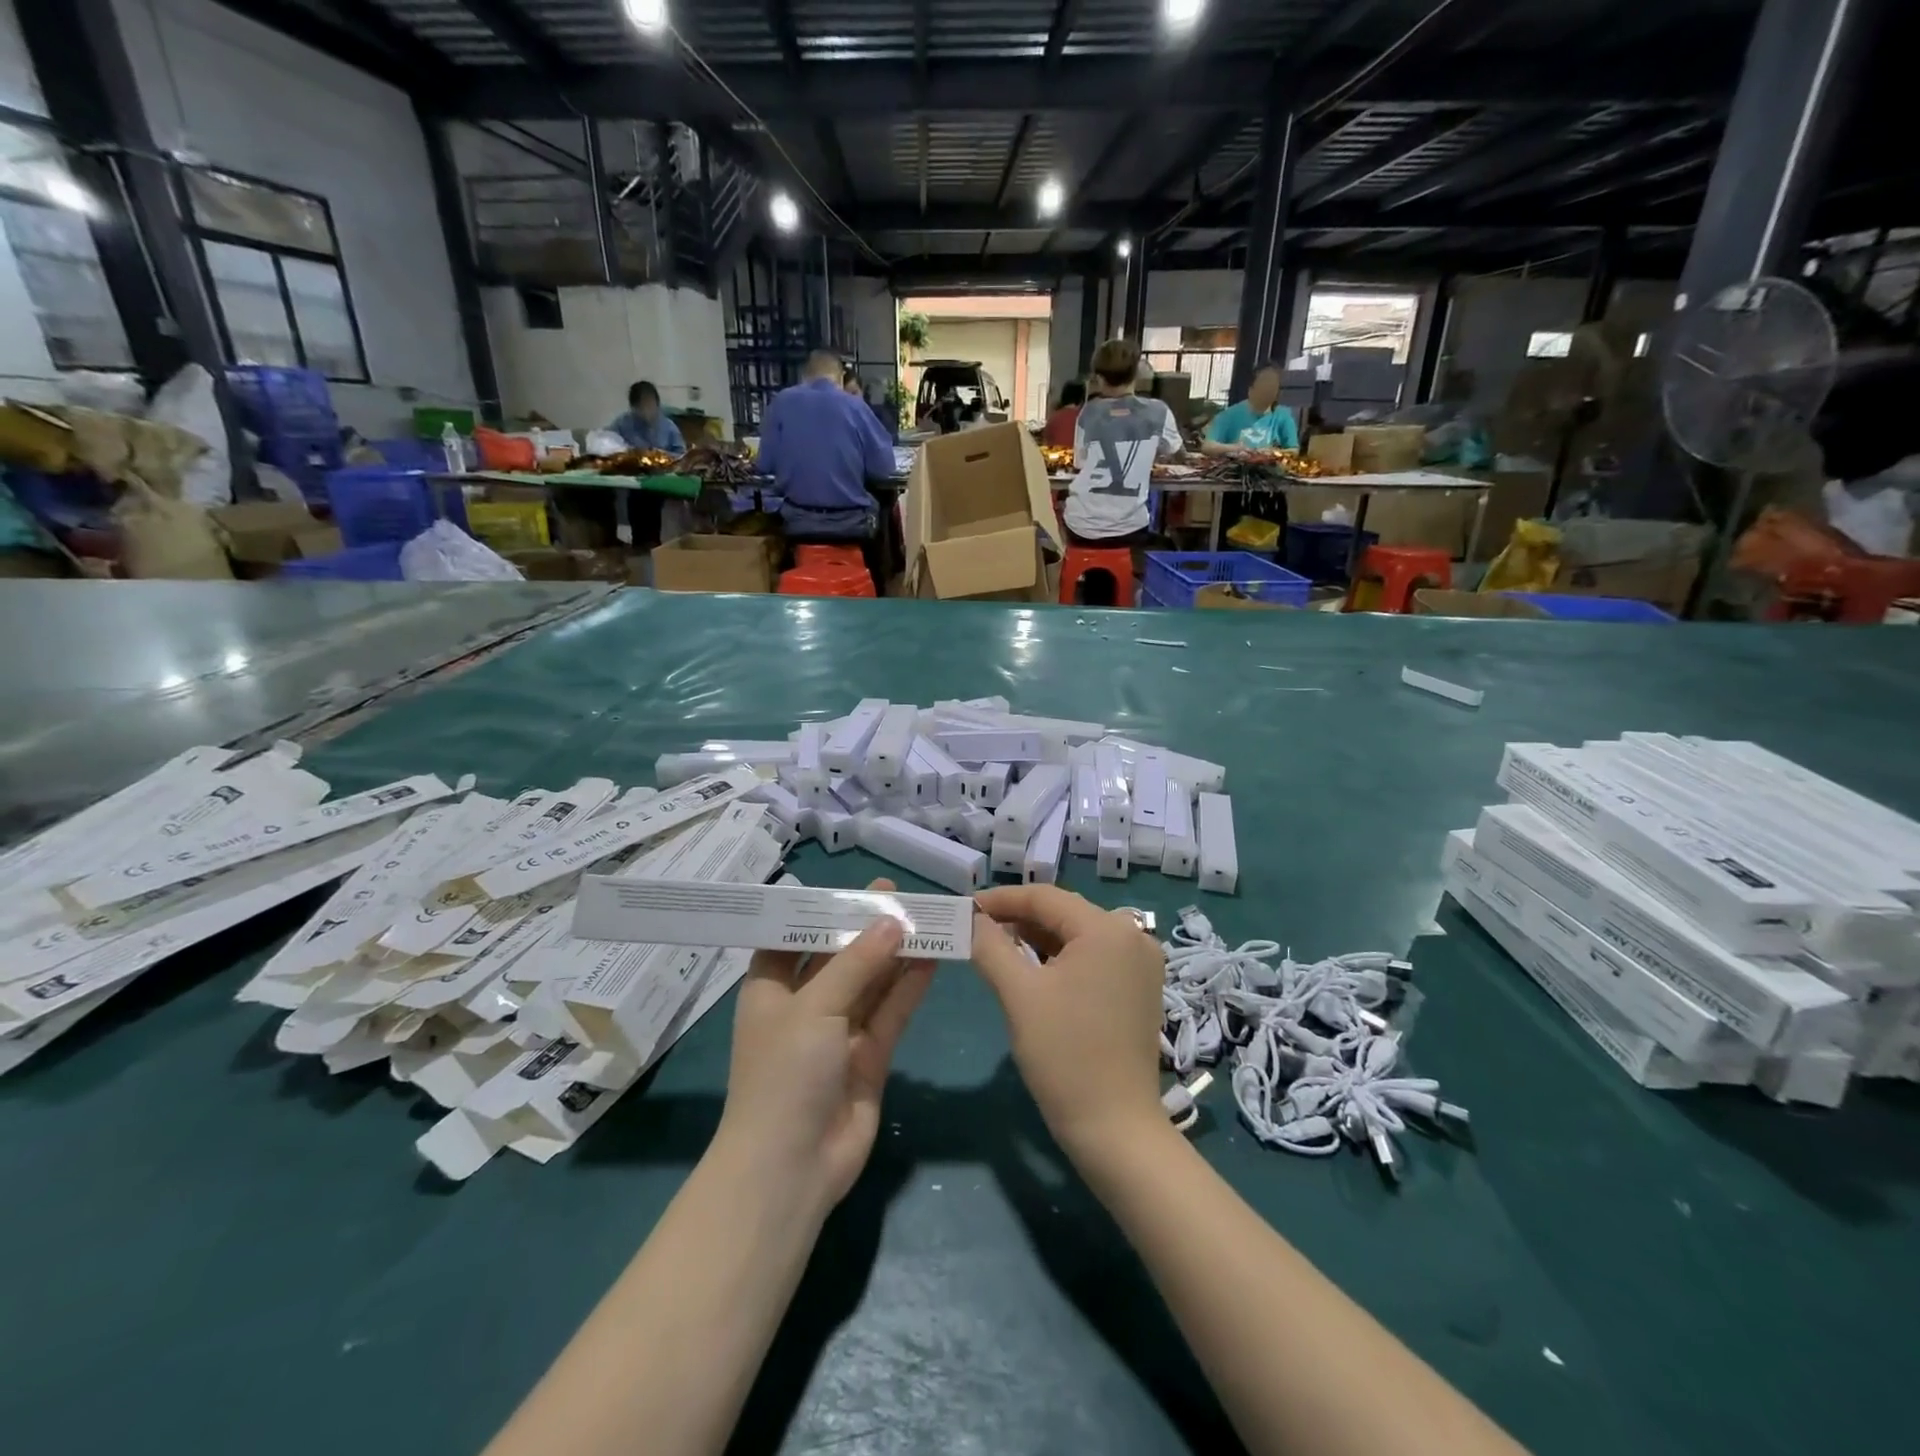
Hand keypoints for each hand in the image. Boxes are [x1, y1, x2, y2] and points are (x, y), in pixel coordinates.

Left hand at [718, 879, 934, 1209]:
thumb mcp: (814, 1007)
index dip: (820, 911)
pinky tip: (932, 957)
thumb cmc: (785, 1075)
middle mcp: (805, 1005)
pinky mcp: (870, 1055)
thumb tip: (892, 922)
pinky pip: (891, 1011)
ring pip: (872, 981)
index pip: (793, 937)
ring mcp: (839, 1032)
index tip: (851, 888)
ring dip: (895, 953)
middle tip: (898, 894)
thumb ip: (857, 963)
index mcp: (772, 989)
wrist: (792, 1169)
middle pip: (839, 956)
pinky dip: (910, 985)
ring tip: (925, 916)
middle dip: (866, 927)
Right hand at [970, 886, 1167, 1165]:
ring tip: (998, 948)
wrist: (1116, 1128)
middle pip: (1064, 912)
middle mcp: (1132, 936)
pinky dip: (1061, 958)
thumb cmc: (1065, 1056)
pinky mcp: (1140, 988)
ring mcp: (1141, 963)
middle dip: (1018, 919)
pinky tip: (1033, 969)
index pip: (1045, 896)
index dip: (1001, 899)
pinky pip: (1094, 957)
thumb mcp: (1019, 994)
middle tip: (977, 929)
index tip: (966, 908)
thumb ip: (991, 946)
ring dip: (1038, 939)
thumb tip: (972, 920)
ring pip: (1078, 935)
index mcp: (1108, 929)